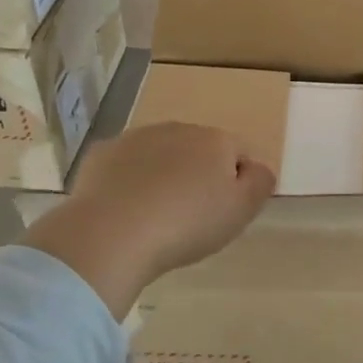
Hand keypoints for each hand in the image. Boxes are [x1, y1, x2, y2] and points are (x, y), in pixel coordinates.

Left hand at [25, 123, 275, 317]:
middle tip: (192, 218)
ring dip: (163, 176)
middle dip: (198, 176)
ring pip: (160, 155)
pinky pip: (125, 166)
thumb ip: (261, 183)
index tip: (225, 214)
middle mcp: (177, 129)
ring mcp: (136, 138)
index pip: (239, 153)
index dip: (237, 184)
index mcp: (216, 140)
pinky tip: (126, 211)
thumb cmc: (187, 224)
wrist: (112, 233)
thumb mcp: (241, 210)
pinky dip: (129, 182)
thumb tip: (258, 168)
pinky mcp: (102, 154)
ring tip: (157, 217)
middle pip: (198, 151)